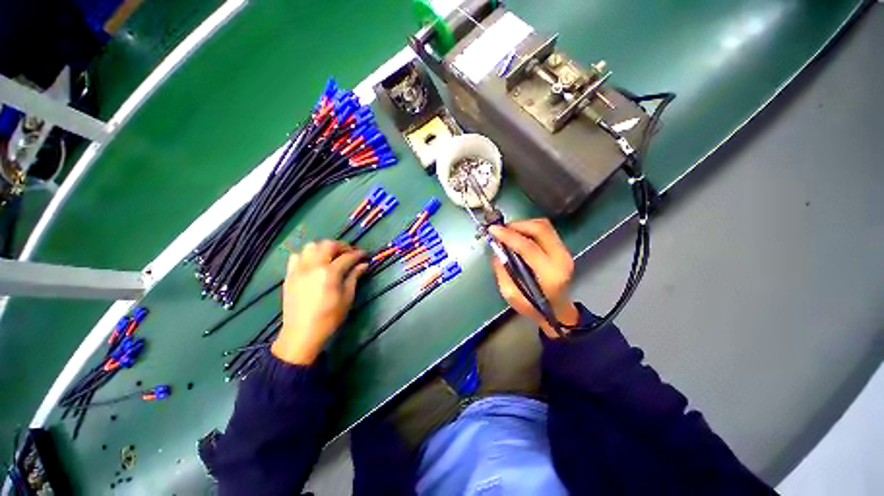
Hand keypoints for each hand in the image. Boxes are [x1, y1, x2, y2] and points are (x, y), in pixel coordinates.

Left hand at [272, 241, 367, 363]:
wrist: (301, 334)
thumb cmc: (329, 318)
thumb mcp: (347, 298)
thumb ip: (354, 277)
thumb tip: (363, 264)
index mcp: (330, 273)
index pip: (347, 257)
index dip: (358, 254)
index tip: (365, 255)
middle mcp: (313, 266)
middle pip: (328, 245)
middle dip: (342, 246)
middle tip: (350, 253)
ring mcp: (299, 269)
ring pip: (311, 246)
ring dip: (324, 248)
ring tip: (332, 256)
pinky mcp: (289, 274)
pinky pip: (297, 256)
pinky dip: (307, 255)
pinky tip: (314, 263)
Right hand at [488, 218, 579, 337]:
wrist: (558, 311)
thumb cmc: (533, 307)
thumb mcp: (511, 295)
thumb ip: (502, 271)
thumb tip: (496, 249)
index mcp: (550, 274)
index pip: (528, 247)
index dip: (509, 236)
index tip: (493, 230)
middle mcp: (561, 259)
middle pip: (540, 229)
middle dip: (517, 225)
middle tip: (500, 229)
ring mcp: (565, 252)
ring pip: (544, 226)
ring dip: (523, 224)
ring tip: (507, 231)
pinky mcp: (563, 248)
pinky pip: (545, 230)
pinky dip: (529, 228)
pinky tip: (518, 234)